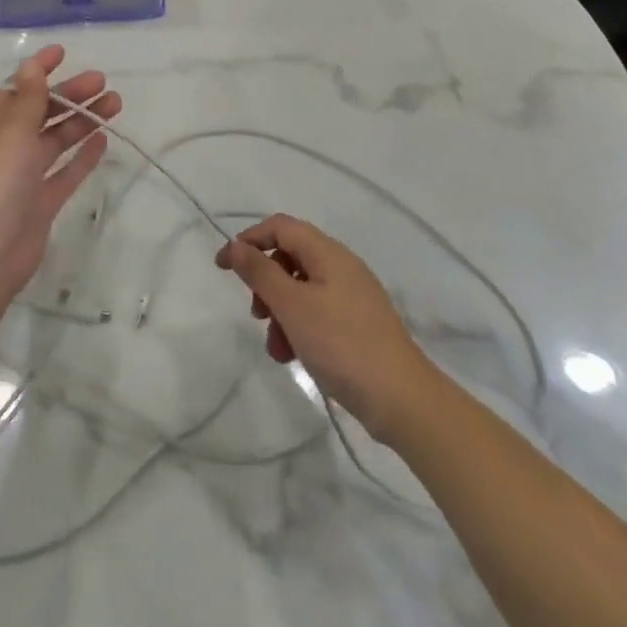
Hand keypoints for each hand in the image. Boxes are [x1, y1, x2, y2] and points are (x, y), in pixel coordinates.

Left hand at [0, 45, 120, 305]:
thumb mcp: (11, 131)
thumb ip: (28, 99)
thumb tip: (31, 65)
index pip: (17, 89)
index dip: (39, 70)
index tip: (63, 52)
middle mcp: (7, 147)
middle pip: (42, 112)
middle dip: (70, 95)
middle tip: (103, 82)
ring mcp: (24, 176)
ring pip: (57, 140)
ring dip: (83, 120)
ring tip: (115, 104)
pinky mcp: (41, 202)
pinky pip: (65, 172)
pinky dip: (82, 156)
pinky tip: (103, 140)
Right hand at [216, 214, 434, 441]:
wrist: (402, 400)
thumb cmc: (342, 345)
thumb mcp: (292, 306)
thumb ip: (260, 272)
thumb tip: (236, 245)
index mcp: (328, 253)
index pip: (280, 227)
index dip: (249, 240)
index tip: (224, 267)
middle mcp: (341, 266)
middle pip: (290, 257)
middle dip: (265, 283)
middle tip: (256, 313)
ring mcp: (352, 296)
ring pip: (301, 289)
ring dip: (280, 311)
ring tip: (276, 347)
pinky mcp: (357, 324)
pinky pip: (317, 312)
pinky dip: (298, 327)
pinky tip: (293, 356)